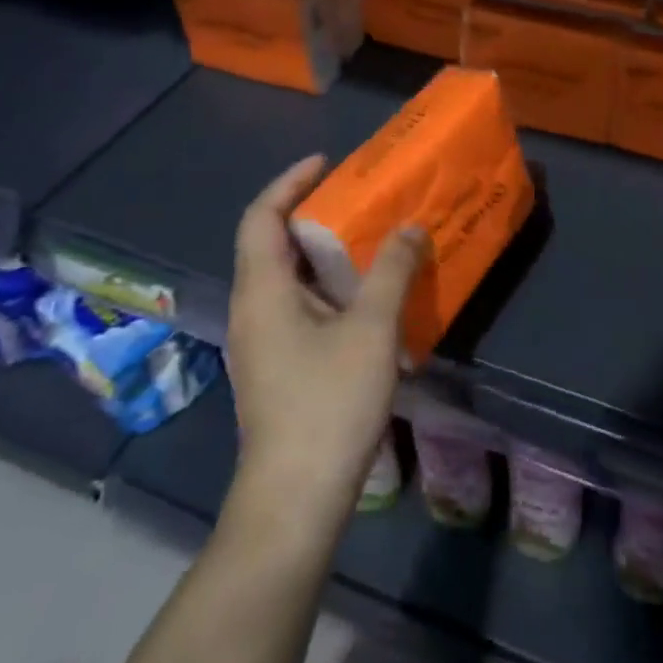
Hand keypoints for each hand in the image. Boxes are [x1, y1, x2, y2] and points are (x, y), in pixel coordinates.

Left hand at [226, 156, 426, 526]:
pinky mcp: (276, 367)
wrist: (295, 499)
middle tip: (358, 197)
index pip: (261, 217)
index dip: (290, 182)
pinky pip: (297, 305)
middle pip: (271, 243)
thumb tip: (409, 227)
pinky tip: (365, 297)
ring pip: (286, 277)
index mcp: (262, 290)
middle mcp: (252, 309)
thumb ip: (391, 271)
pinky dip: (327, 285)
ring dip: (322, 252)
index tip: (327, 162)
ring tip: (368, 237)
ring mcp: (261, 342)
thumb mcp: (371, 329)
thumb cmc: (328, 404)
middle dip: (311, 213)